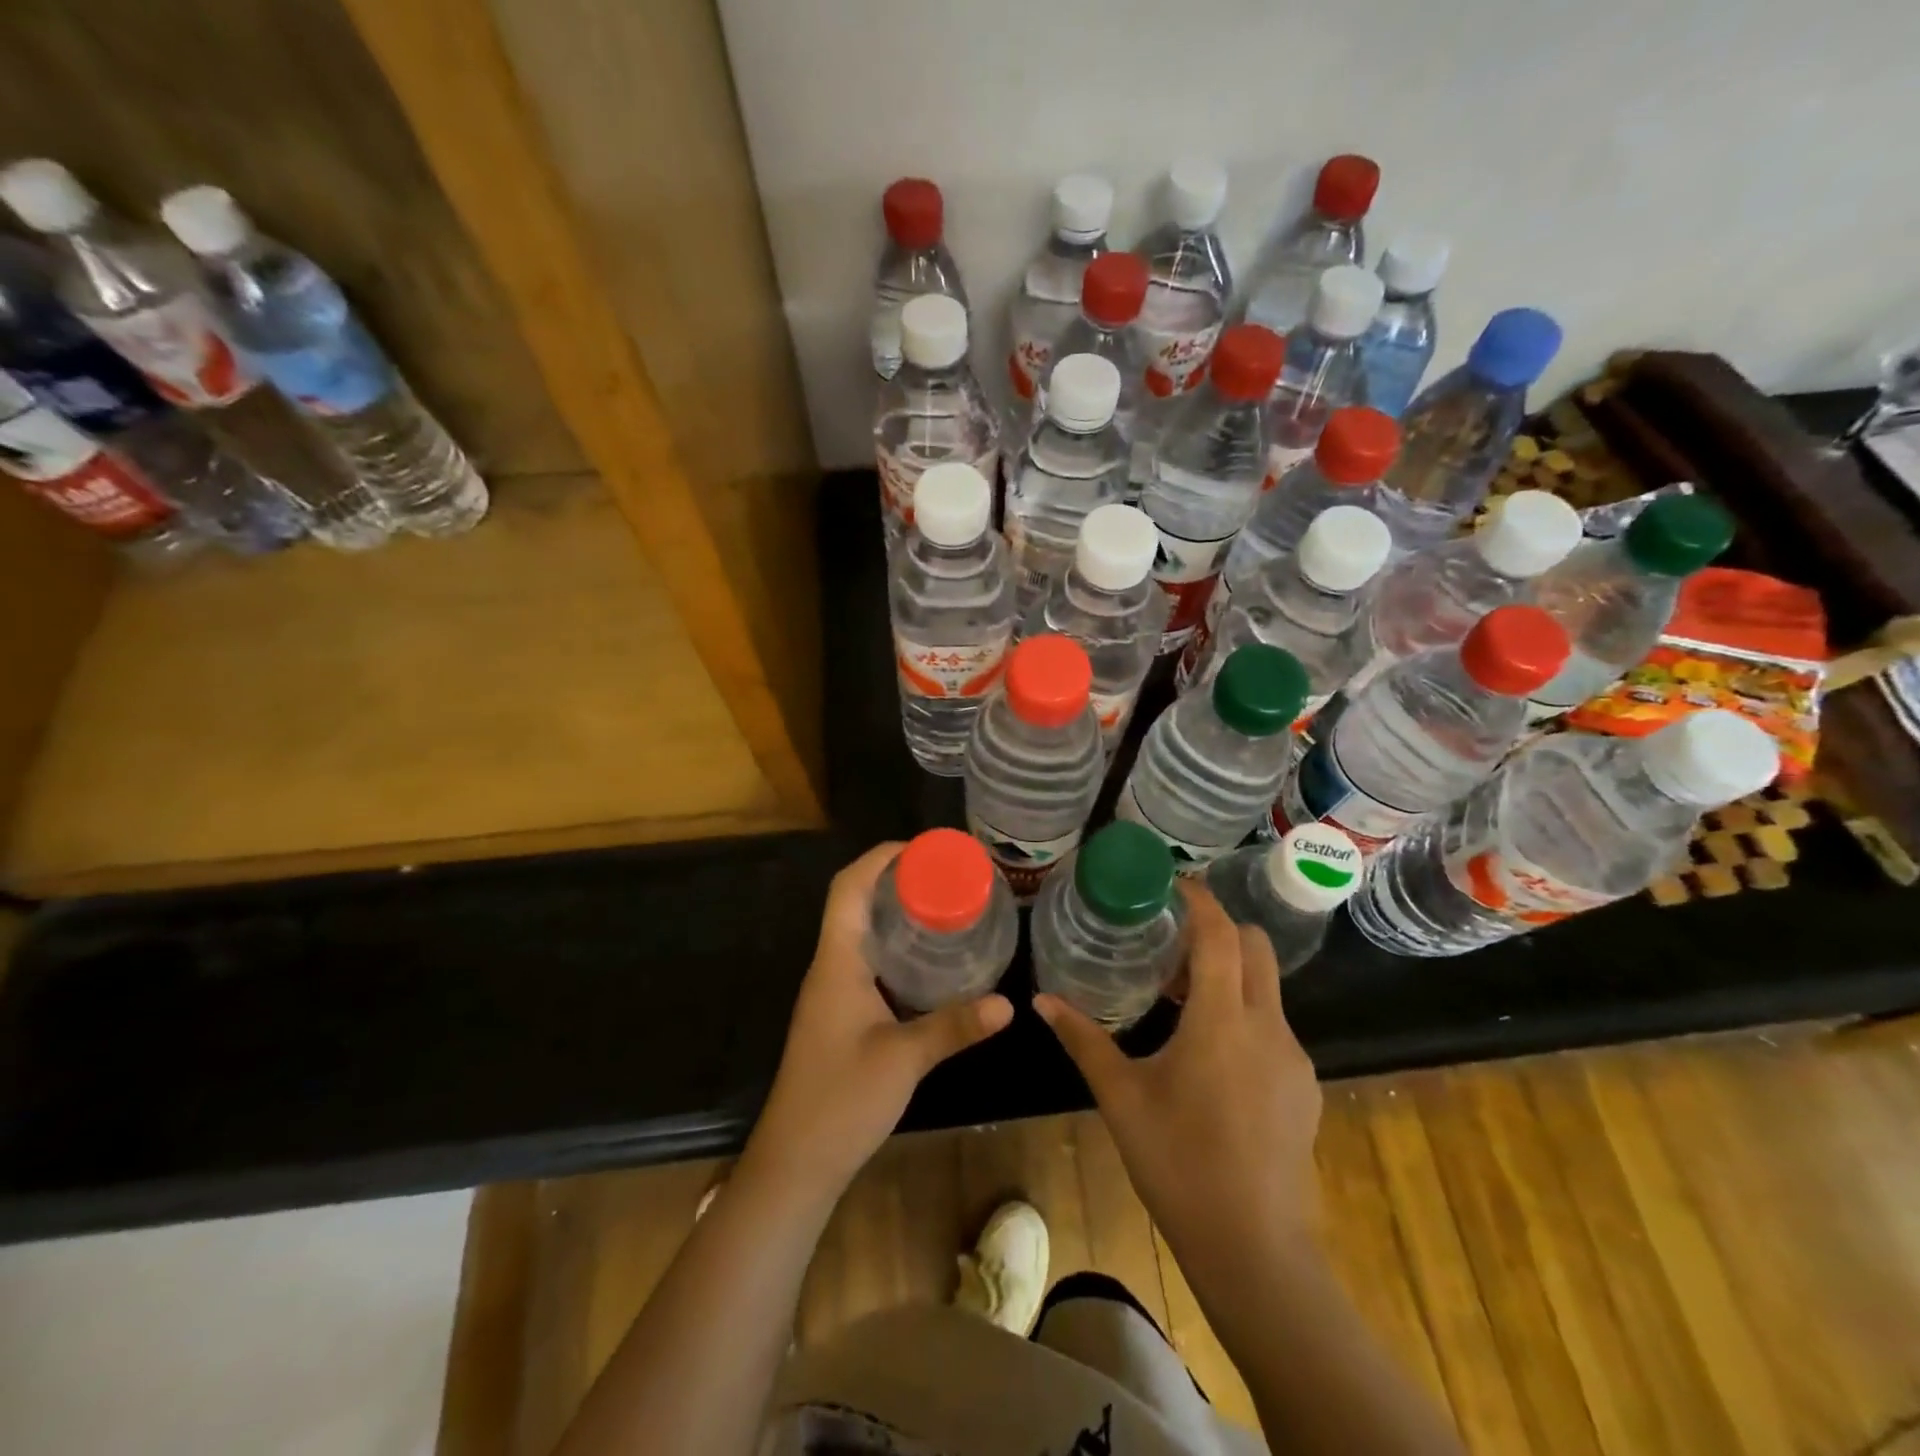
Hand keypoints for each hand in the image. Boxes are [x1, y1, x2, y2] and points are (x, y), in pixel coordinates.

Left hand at [743, 842, 1013, 1205]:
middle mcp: (831, 967)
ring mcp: (833, 992)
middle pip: (855, 902)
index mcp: (836, 962)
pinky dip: (898, 948)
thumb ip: (954, 1027)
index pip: (848, 888)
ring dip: (896, 913)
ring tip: (945, 906)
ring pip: (862, 933)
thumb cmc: (840, 1101)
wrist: (796, 1163)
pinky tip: (931, 962)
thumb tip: (1008, 1003)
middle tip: (946, 876)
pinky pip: (869, 962)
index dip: (880, 858)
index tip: (923, 849)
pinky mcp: (841, 1015)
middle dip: (896, 880)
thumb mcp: (904, 1060)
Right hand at [1035, 880, 1322, 1261]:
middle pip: (1255, 947)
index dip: (1198, 900)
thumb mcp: (1121, 1097)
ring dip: (1229, 974)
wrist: (1256, 1250)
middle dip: (1218, 930)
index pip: (1219, 934)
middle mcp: (1266, 1026)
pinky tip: (1211, 1057)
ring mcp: (1293, 1058)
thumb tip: (1041, 1001)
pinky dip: (1242, 1014)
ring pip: (1267, 987)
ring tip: (1182, 1001)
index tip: (1170, 884)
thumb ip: (1083, 1040)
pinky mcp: (1304, 1087)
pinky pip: (1273, 1026)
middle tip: (1171, 945)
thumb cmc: (1179, 1163)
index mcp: (1222, 1019)